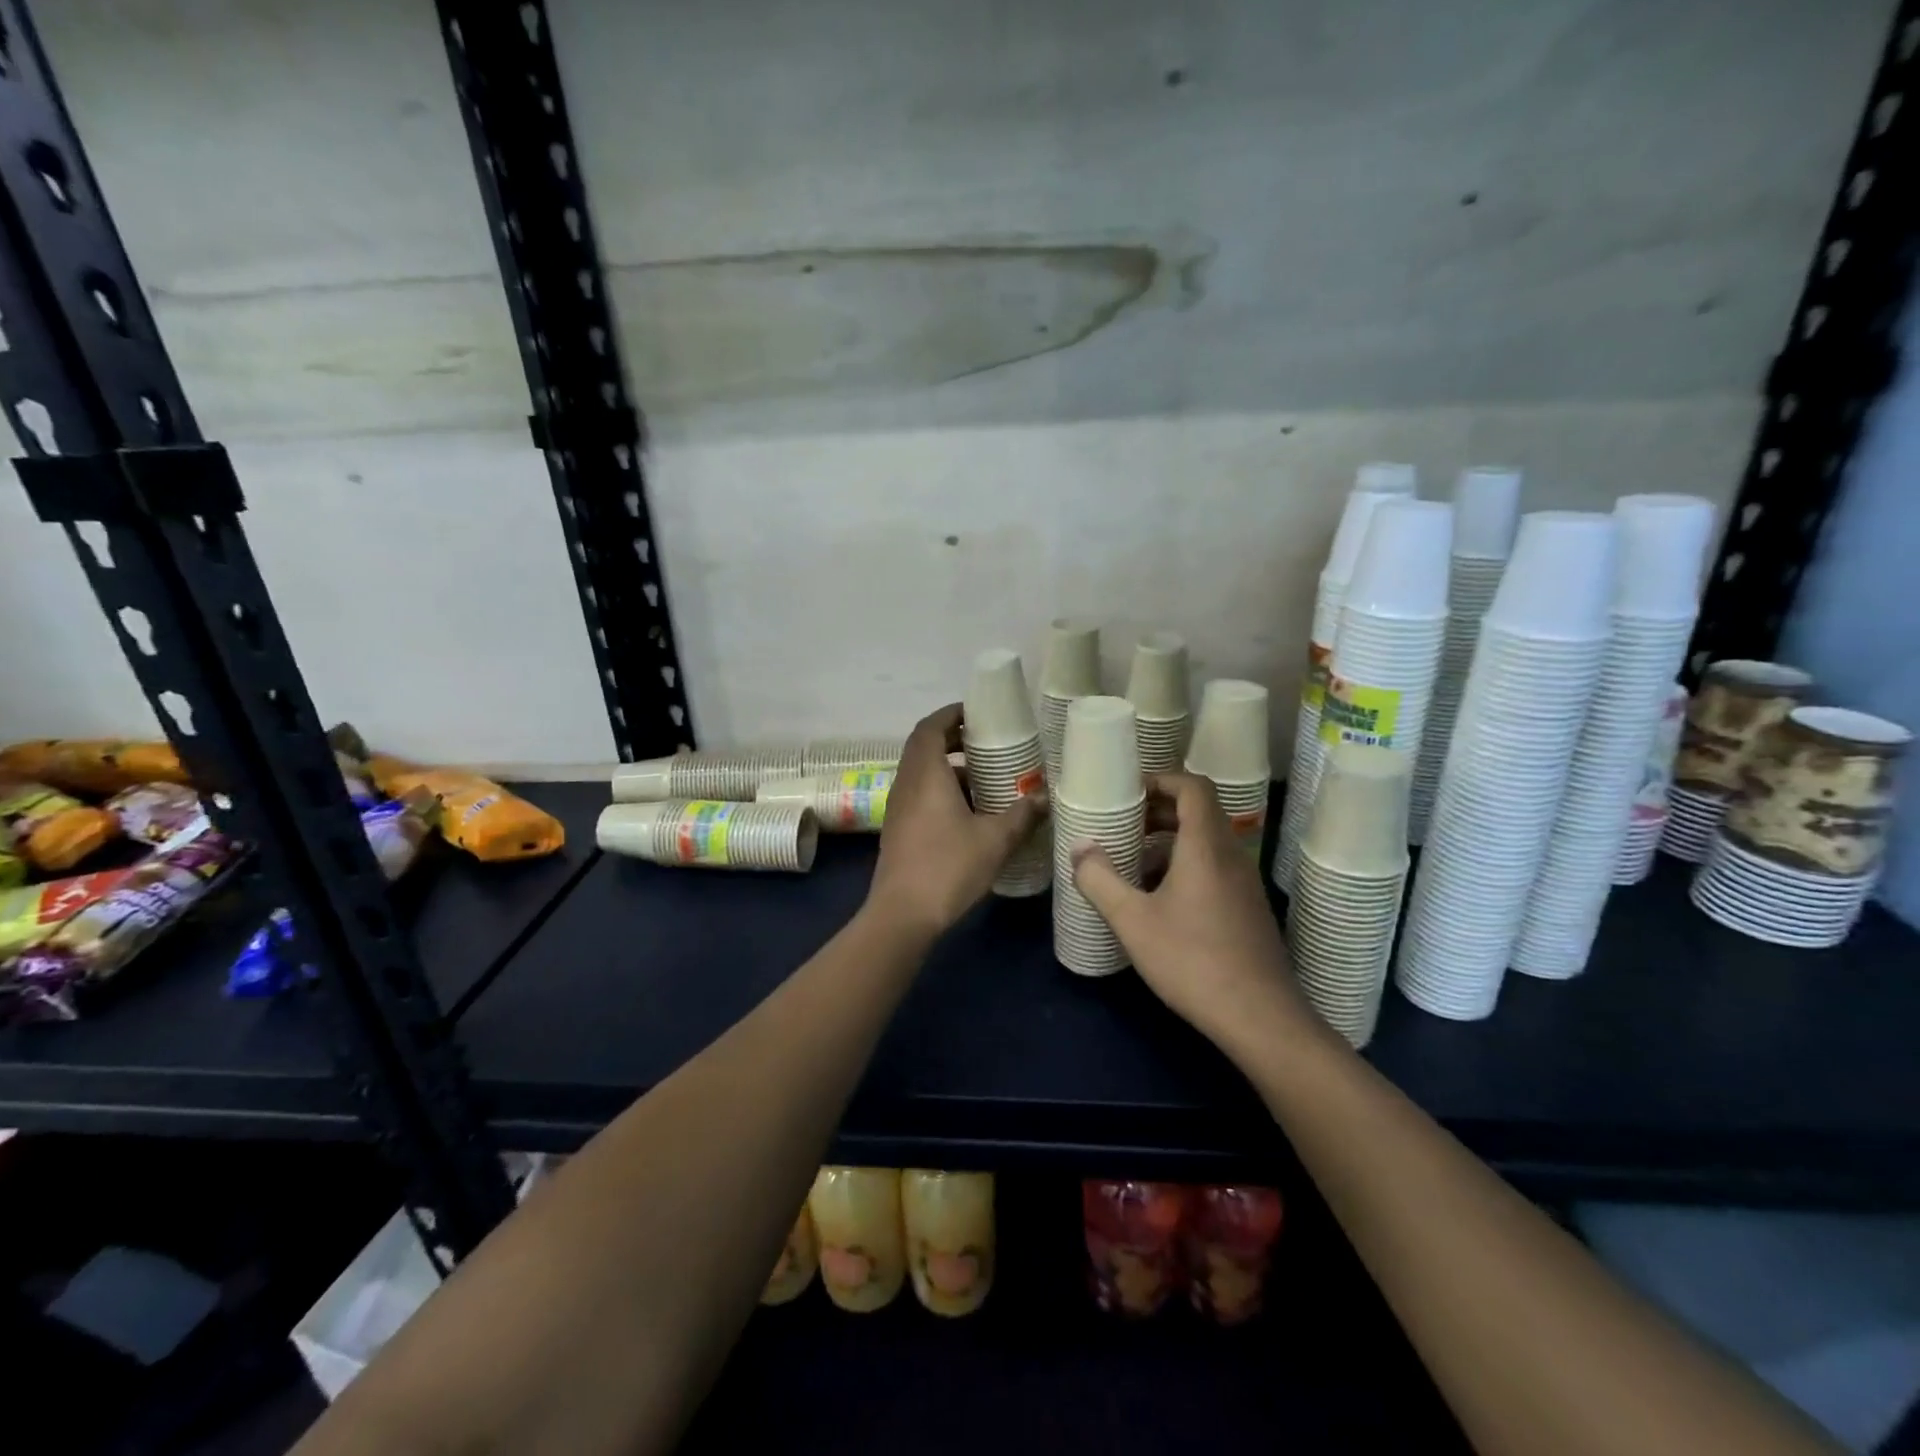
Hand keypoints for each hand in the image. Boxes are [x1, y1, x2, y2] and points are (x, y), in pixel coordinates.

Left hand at [867, 704, 1046, 939]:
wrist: (902, 914)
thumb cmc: (948, 866)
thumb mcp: (995, 840)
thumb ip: (1021, 815)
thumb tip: (1044, 798)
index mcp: (926, 774)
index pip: (930, 728)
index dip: (951, 715)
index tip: (976, 712)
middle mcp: (906, 784)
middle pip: (924, 747)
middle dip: (953, 740)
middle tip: (986, 743)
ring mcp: (898, 808)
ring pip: (921, 773)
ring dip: (949, 768)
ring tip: (985, 777)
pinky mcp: (898, 829)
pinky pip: (919, 794)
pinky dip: (941, 790)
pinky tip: (969, 811)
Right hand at [1073, 773, 1317, 1057]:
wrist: (1260, 1017)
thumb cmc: (1192, 960)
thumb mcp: (1133, 920)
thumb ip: (1100, 879)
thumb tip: (1080, 848)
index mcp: (1206, 846)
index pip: (1193, 787)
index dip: (1161, 780)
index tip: (1129, 793)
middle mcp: (1231, 855)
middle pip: (1199, 812)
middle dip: (1159, 811)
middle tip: (1124, 825)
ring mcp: (1244, 883)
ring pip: (1206, 842)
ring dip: (1170, 842)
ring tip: (1133, 864)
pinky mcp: (1248, 908)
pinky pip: (1214, 868)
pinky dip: (1185, 866)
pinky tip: (1159, 900)